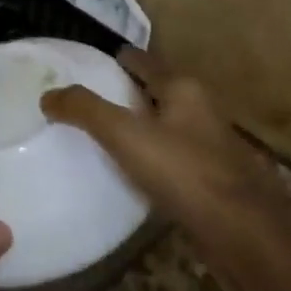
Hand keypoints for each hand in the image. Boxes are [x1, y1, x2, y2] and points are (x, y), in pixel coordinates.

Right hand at [41, 48, 290, 257]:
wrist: (241, 232)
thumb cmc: (183, 172)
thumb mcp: (125, 135)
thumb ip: (86, 111)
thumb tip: (48, 95)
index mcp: (184, 89)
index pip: (146, 62)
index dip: (123, 58)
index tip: (99, 60)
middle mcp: (202, 109)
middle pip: (161, 91)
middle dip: (133, 91)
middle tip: (96, 97)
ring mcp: (212, 145)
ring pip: (170, 124)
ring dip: (145, 124)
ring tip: (111, 132)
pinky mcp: (214, 178)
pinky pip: (175, 156)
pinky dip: (155, 155)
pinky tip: (138, 170)